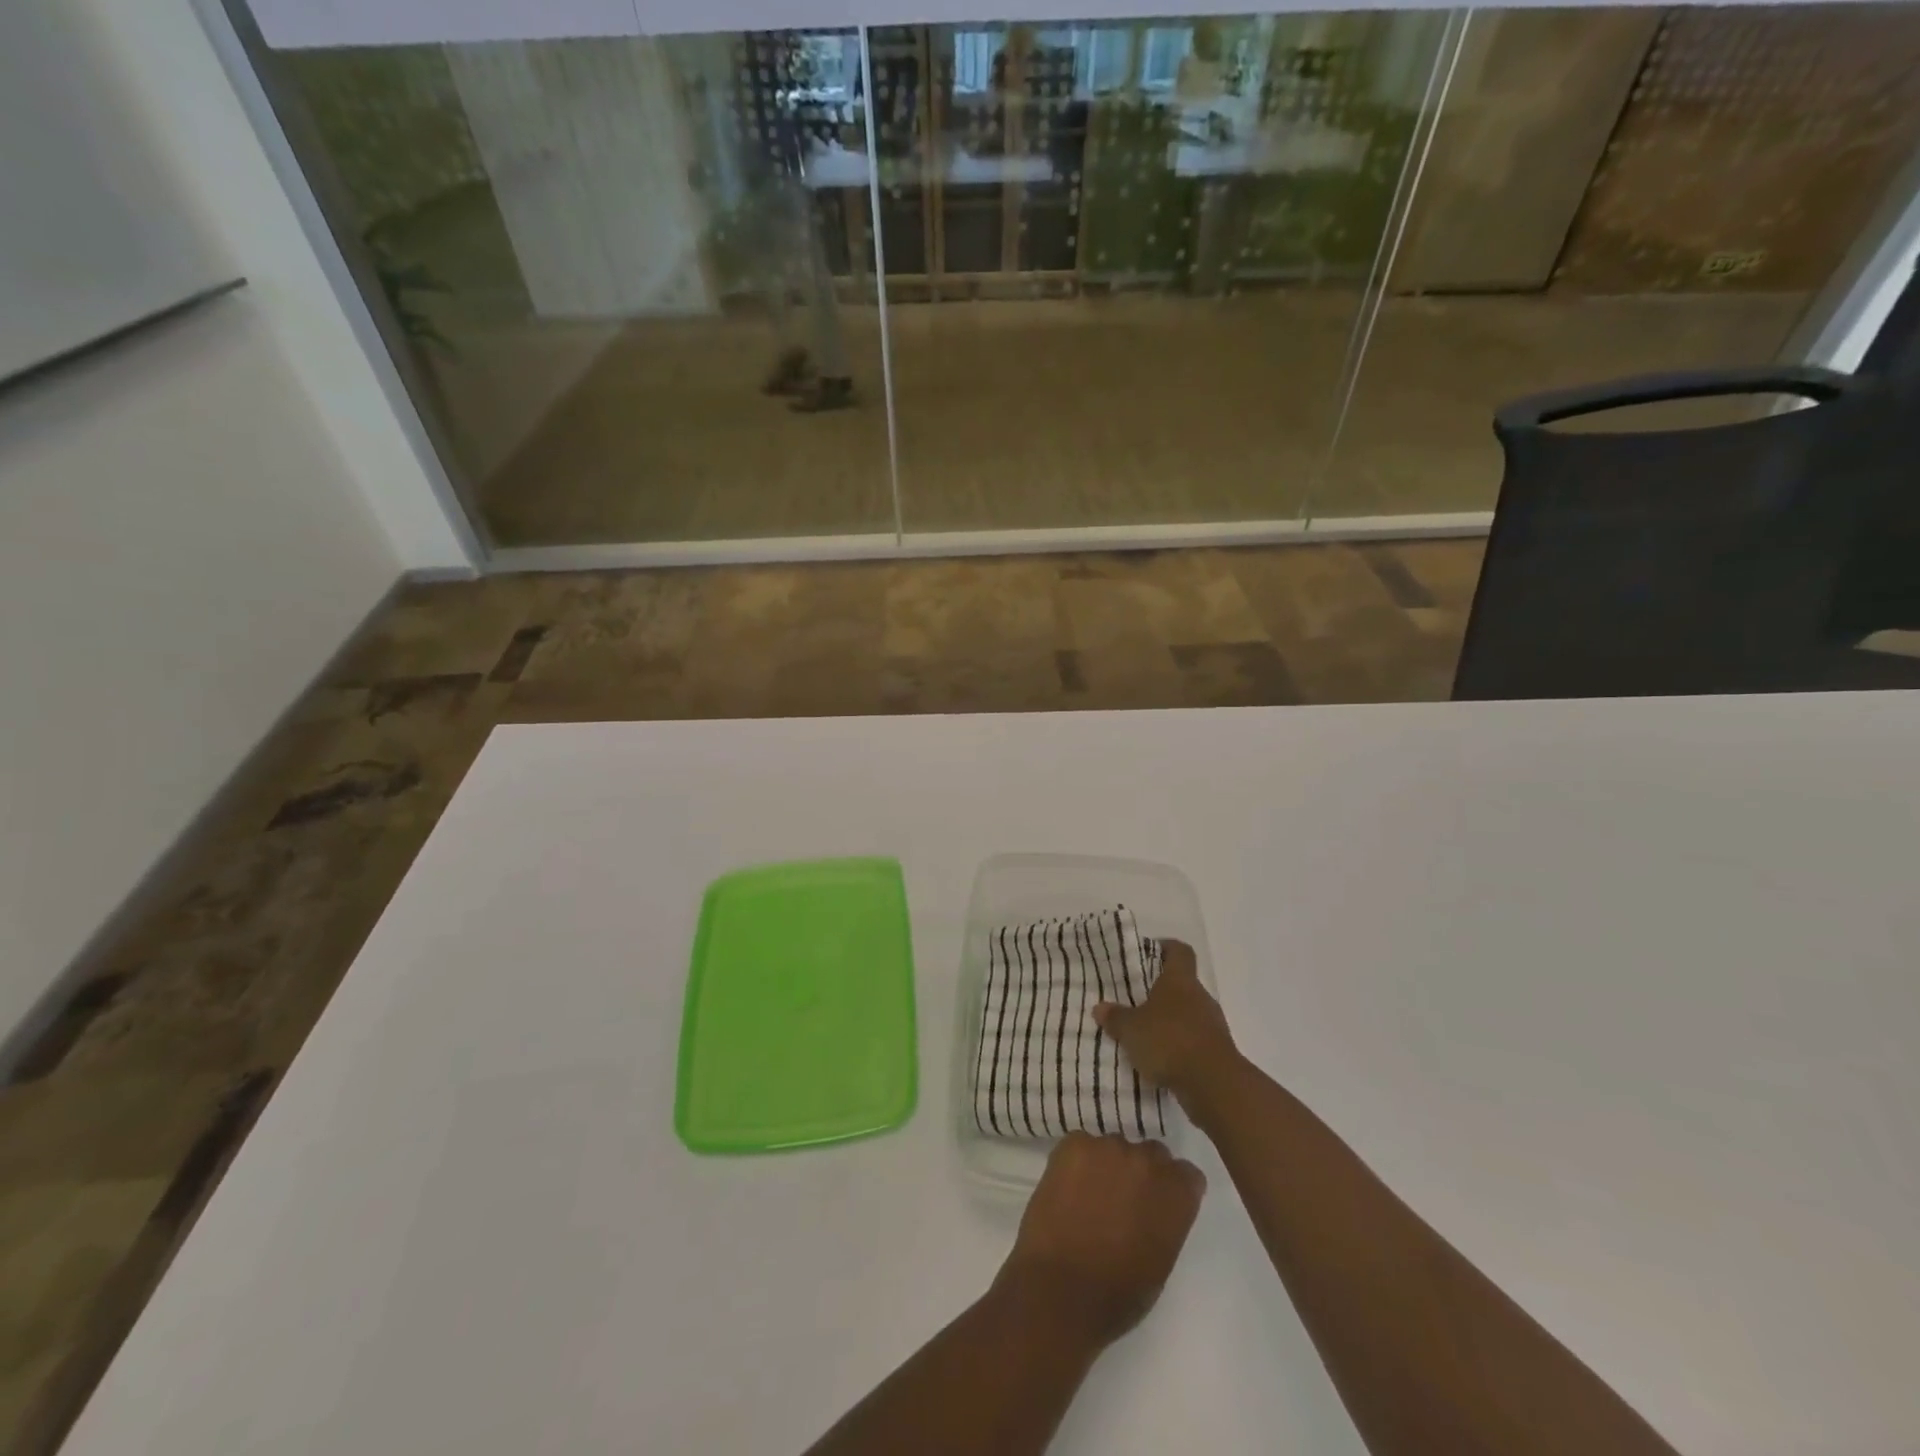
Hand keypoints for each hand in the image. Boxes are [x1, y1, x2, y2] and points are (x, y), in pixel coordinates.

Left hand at [996, 1133, 1204, 1348]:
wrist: (1061, 1290)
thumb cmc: (1118, 1293)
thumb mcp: (1161, 1261)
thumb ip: (1165, 1221)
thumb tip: (1154, 1208)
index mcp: (1176, 1193)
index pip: (1186, 1174)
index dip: (1172, 1188)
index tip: (1160, 1204)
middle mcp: (1146, 1160)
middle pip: (1151, 1154)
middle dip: (1141, 1173)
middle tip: (1123, 1199)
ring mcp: (1107, 1147)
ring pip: (1114, 1148)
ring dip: (1109, 1166)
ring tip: (1091, 1195)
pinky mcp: (1073, 1144)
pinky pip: (1082, 1146)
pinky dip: (1078, 1163)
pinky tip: (1068, 1189)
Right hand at [1093, 940, 1239, 1109]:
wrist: (1214, 1085)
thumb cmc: (1169, 1042)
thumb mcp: (1131, 1029)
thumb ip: (1116, 1017)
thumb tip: (1100, 1007)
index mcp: (1179, 981)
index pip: (1179, 951)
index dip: (1166, 948)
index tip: (1148, 953)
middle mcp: (1200, 997)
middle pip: (1182, 985)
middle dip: (1160, 992)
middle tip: (1135, 1000)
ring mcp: (1212, 1025)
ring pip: (1187, 1014)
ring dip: (1169, 1022)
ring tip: (1144, 1034)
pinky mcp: (1217, 1052)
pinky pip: (1193, 1040)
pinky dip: (1178, 1046)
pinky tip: (1159, 1060)